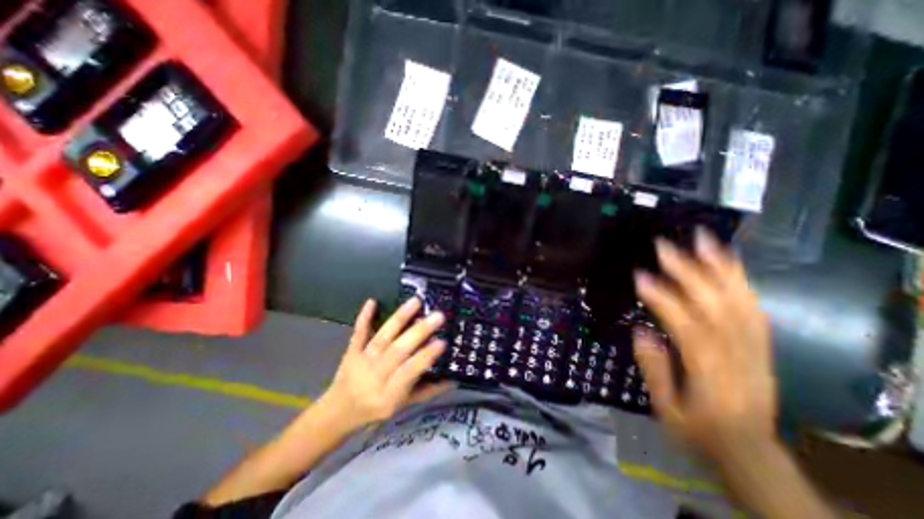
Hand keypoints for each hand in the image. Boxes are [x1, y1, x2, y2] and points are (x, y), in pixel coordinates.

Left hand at [319, 297, 452, 434]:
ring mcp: (362, 360)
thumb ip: (428, 391)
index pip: (409, 372)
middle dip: (419, 332)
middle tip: (437, 316)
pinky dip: (364, 317)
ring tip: (416, 301)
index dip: (425, 357)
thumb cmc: (376, 408)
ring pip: (382, 337)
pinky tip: (372, 301)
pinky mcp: (351, 350)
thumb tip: (454, 379)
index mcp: (389, 394)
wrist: (339, 411)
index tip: (442, 341)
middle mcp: (375, 375)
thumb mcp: (403, 406)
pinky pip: (358, 333)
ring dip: (399, 318)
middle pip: (397, 351)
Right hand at [631, 231, 773, 461]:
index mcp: (710, 373)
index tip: (639, 276)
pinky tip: (728, 260)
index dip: (663, 298)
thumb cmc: (699, 430)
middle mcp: (738, 354)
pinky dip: (741, 279)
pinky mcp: (761, 343)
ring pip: (740, 299)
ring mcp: (755, 347)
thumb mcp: (666, 409)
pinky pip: (753, 305)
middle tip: (664, 245)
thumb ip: (654, 369)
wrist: (750, 451)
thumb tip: (640, 330)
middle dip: (688, 270)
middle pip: (715, 305)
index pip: (687, 326)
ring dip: (720, 266)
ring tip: (702, 238)